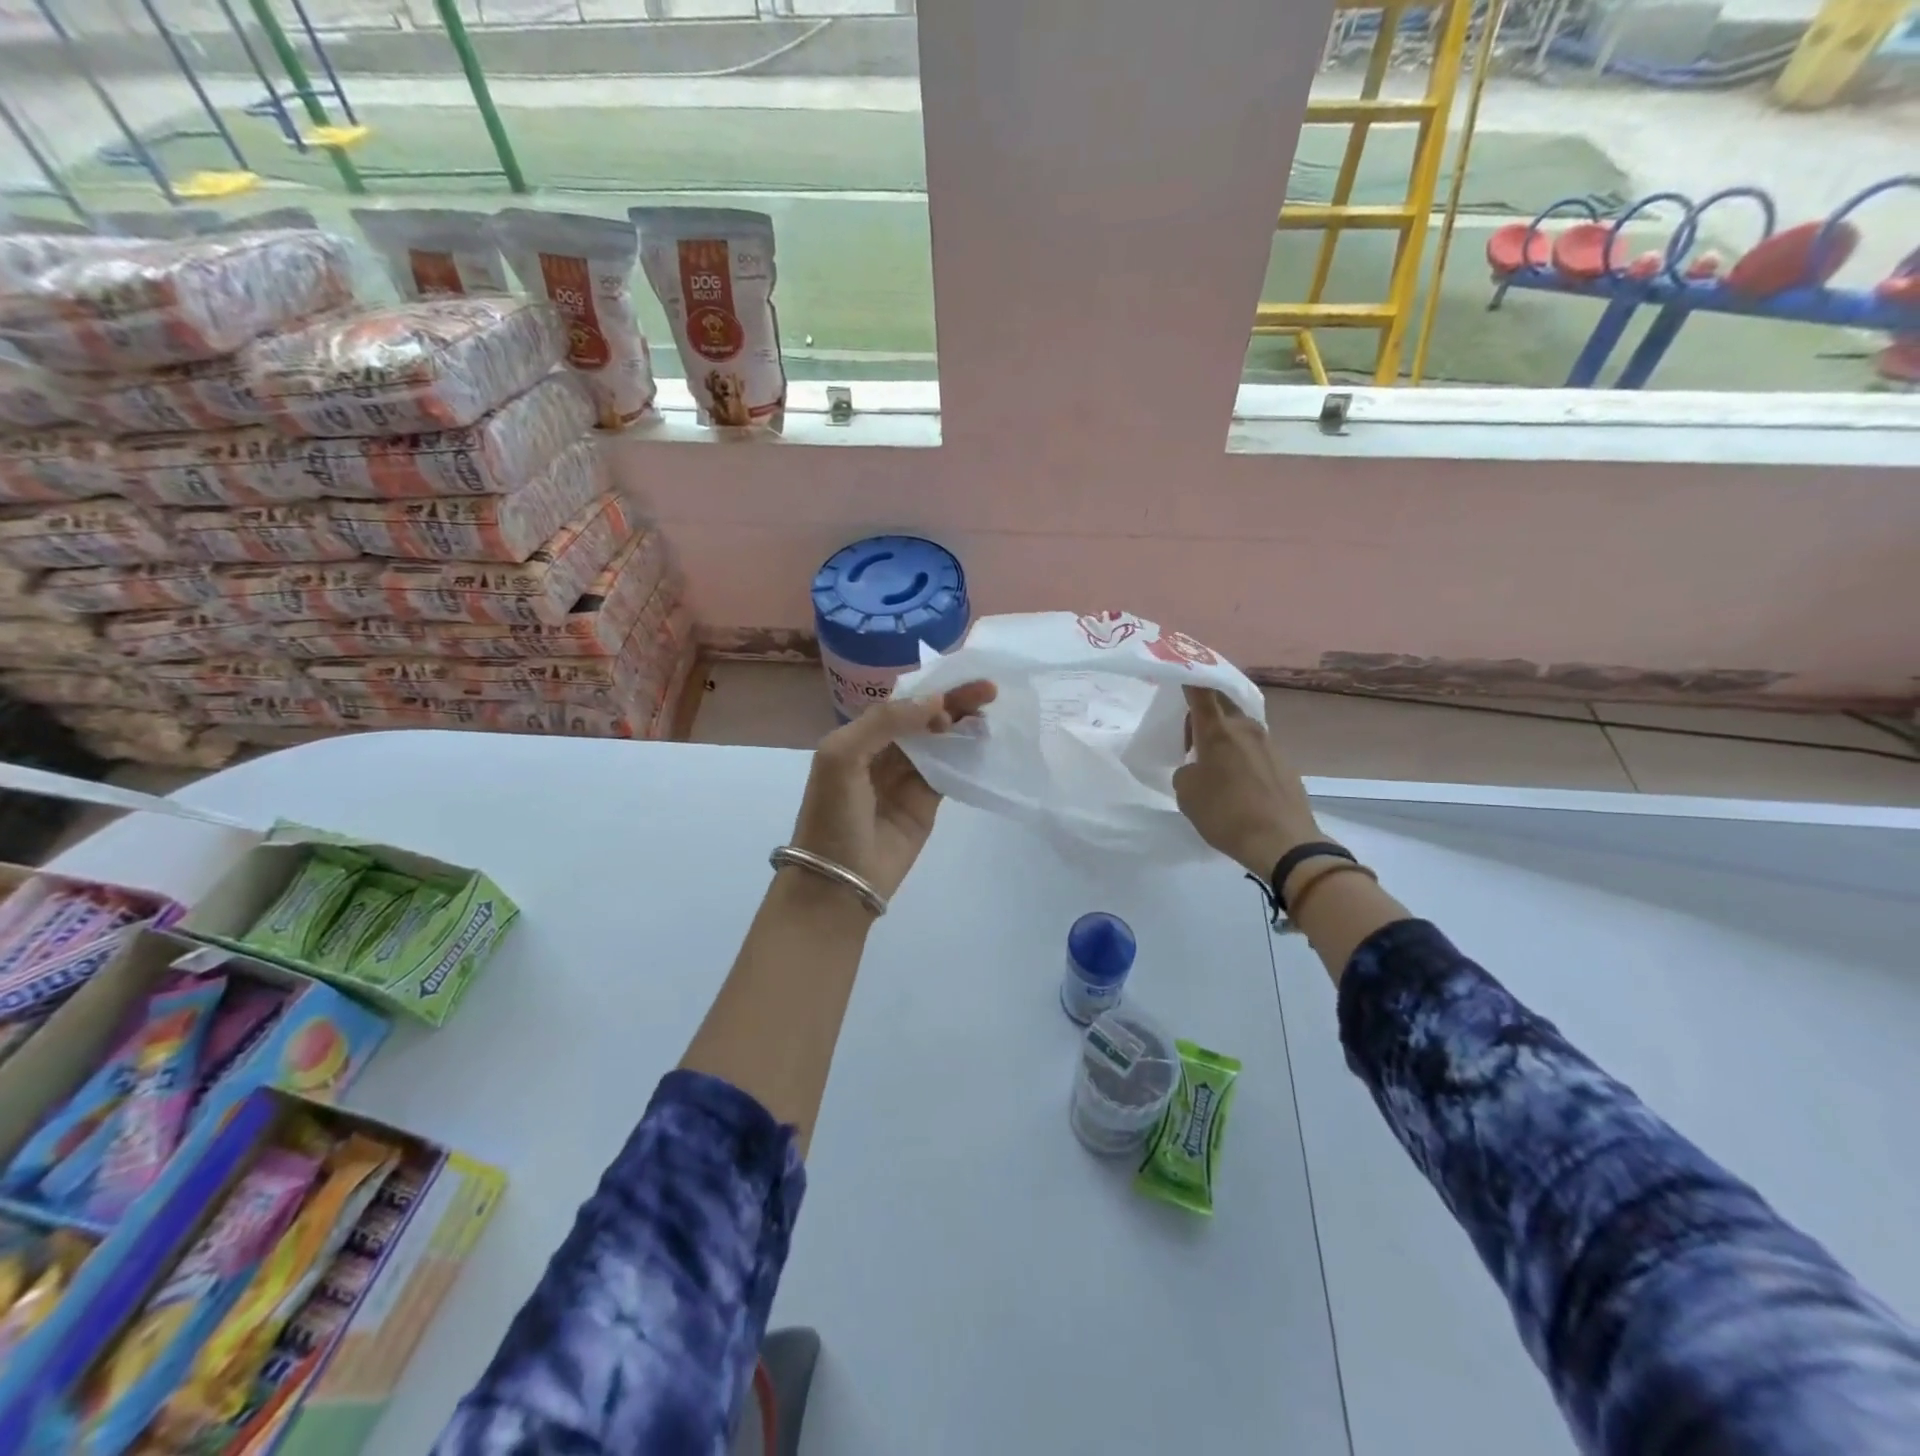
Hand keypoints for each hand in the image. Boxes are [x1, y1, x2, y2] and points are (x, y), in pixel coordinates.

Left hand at [788, 680, 997, 901]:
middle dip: (954, 702)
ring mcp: (907, 777)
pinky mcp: (927, 802)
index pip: (899, 703)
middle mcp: (883, 752)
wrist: (840, 880)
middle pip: (924, 718)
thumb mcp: (843, 756)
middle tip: (989, 690)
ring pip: (940, 741)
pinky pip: (950, 770)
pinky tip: (985, 740)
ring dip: (963, 725)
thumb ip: (885, 722)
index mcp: (858, 737)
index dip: (929, 689)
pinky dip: (966, 754)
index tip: (961, 678)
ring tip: (990, 712)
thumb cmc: (833, 814)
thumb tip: (935, 702)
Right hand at [1173, 686, 1321, 874]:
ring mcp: (1269, 743)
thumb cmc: (1226, 814)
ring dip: (1223, 734)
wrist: (1284, 843)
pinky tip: (1235, 780)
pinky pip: (1254, 747)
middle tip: (1189, 733)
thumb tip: (1198, 767)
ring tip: (1212, 762)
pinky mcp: (1284, 762)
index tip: (1180, 674)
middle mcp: (1245, 727)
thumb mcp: (1187, 794)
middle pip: (1222, 703)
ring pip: (1239, 726)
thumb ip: (1186, 771)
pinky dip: (1240, 753)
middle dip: (1204, 710)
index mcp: (1217, 730)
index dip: (1189, 678)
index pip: (1200, 690)